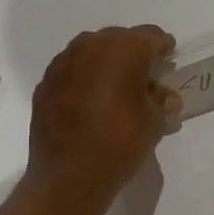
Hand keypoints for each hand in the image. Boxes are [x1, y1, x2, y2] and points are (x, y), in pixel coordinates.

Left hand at [25, 25, 180, 214]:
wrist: (68, 178)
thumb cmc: (119, 145)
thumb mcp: (154, 123)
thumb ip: (161, 101)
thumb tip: (163, 96)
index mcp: (124, 50)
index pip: (151, 36)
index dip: (163, 48)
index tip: (168, 62)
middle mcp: (91, 46)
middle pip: (119, 39)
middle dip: (134, 53)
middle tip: (144, 77)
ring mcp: (63, 63)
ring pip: (92, 50)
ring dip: (106, 63)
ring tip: (116, 88)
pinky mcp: (45, 83)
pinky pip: (72, 69)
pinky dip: (84, 78)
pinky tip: (90, 101)